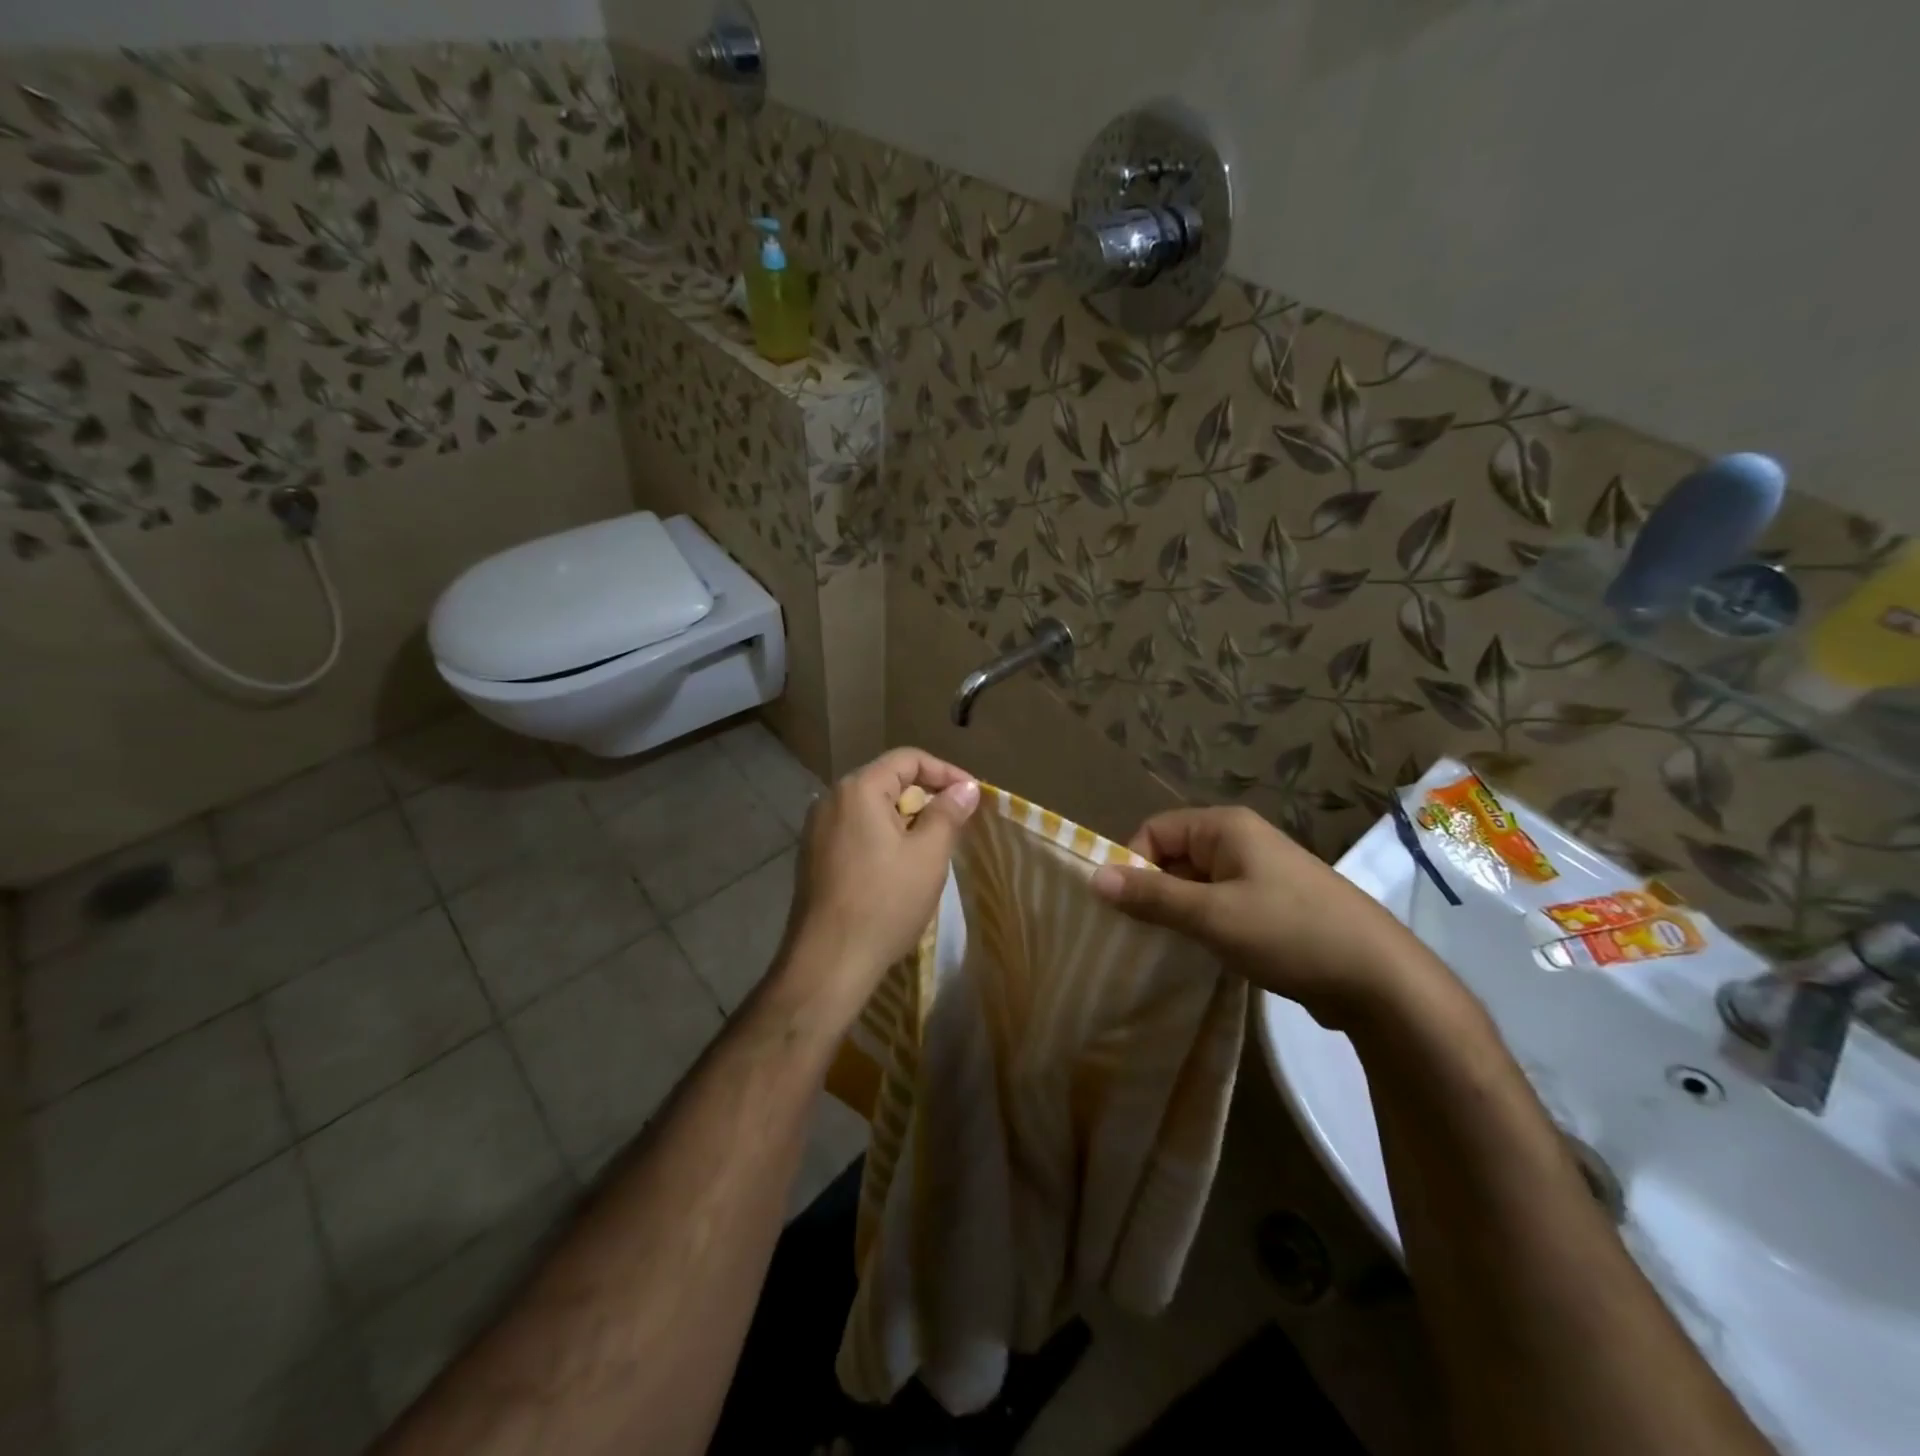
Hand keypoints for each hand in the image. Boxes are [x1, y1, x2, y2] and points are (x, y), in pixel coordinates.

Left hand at [775, 747, 980, 1022]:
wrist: (828, 962)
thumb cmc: (884, 902)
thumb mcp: (928, 855)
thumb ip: (948, 813)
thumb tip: (966, 787)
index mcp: (858, 789)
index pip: (908, 759)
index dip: (946, 772)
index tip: (972, 796)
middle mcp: (831, 800)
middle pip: (888, 781)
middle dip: (926, 796)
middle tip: (957, 823)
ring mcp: (817, 830)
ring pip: (872, 808)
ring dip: (906, 819)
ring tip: (934, 846)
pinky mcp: (813, 857)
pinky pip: (856, 831)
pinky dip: (884, 837)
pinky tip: (900, 867)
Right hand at [1089, 806, 1442, 1025]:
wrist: (1380, 980)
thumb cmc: (1289, 932)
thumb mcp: (1212, 915)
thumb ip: (1152, 896)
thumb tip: (1093, 877)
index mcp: (1226, 828)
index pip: (1154, 831)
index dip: (1133, 864)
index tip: (1126, 909)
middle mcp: (1241, 842)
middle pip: (1174, 856)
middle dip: (1153, 892)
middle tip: (1138, 935)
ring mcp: (1259, 875)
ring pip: (1196, 885)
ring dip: (1177, 913)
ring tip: (1166, 949)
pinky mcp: (1271, 907)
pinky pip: (1220, 906)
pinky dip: (1203, 926)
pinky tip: (1200, 956)